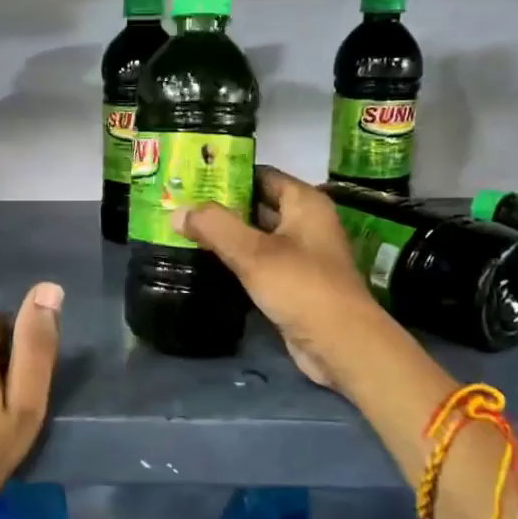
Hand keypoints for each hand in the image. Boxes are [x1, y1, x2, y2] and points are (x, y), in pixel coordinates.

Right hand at [176, 167, 392, 391]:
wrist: (340, 344)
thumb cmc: (301, 287)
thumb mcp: (253, 253)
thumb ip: (214, 226)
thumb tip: (177, 212)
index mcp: (305, 203)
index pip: (261, 174)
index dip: (227, 174)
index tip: (191, 177)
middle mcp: (305, 222)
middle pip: (257, 204)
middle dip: (221, 205)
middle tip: (179, 204)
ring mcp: (300, 254)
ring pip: (256, 235)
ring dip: (226, 234)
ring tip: (183, 229)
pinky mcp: (293, 283)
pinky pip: (258, 262)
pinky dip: (235, 259)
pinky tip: (205, 261)